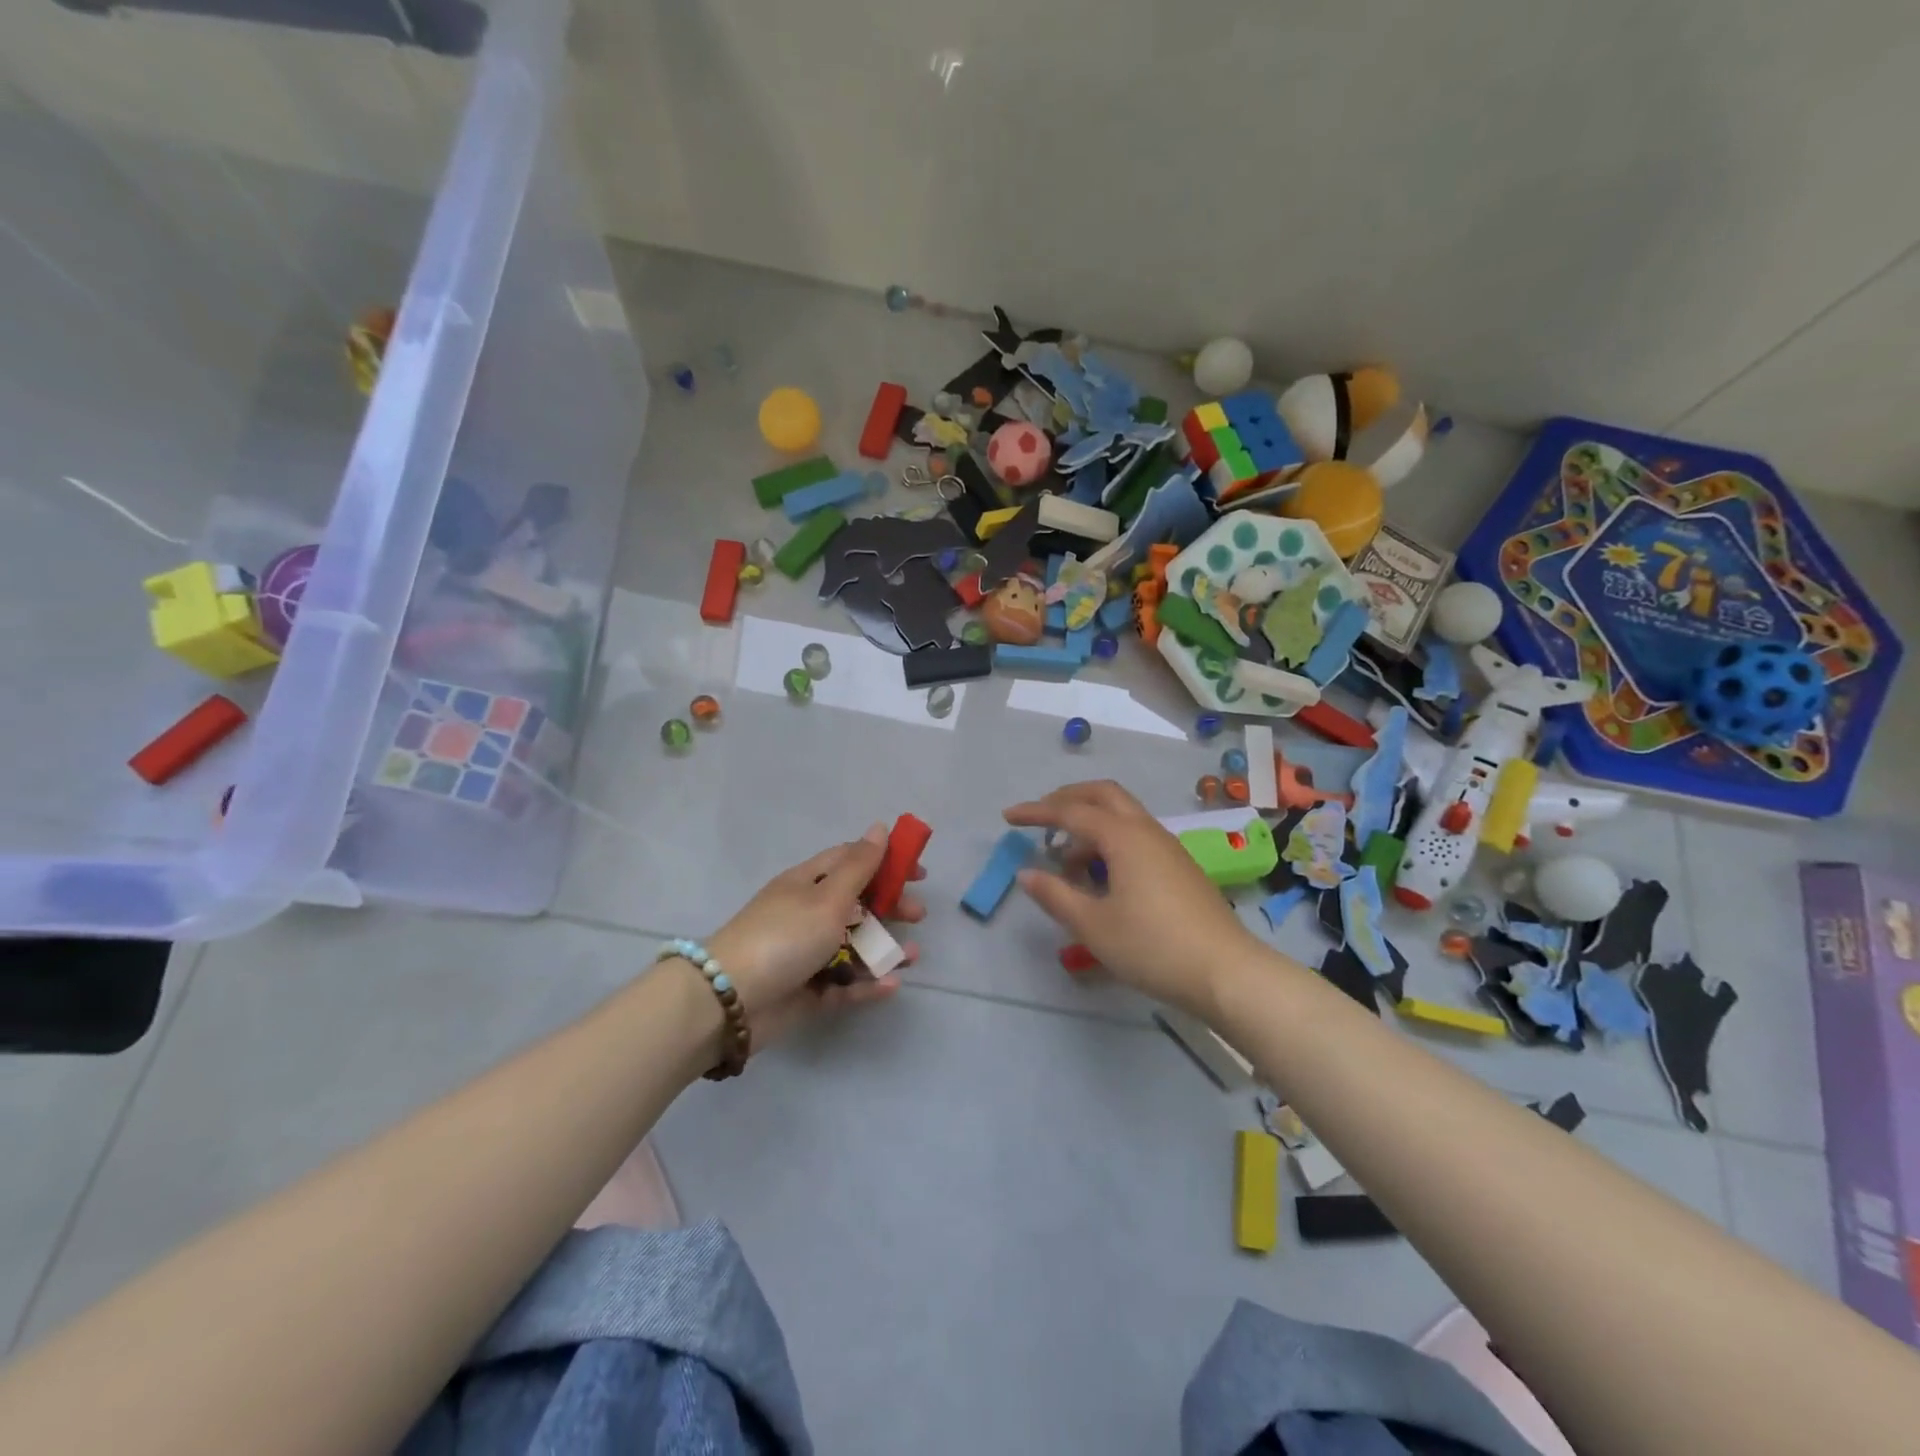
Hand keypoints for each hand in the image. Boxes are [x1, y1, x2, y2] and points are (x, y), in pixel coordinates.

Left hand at [704, 823, 923, 1045]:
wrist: (729, 1001)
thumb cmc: (784, 937)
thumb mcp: (827, 897)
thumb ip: (859, 866)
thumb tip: (879, 826)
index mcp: (808, 883)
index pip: (851, 860)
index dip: (885, 861)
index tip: (917, 872)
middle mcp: (807, 914)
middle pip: (858, 904)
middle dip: (891, 907)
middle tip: (918, 915)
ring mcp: (807, 954)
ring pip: (855, 947)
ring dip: (885, 949)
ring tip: (913, 957)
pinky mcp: (807, 992)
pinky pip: (845, 985)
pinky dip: (868, 984)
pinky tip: (892, 985)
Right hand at [1004, 781, 1261, 1015]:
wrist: (1226, 972)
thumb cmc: (1153, 947)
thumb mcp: (1093, 926)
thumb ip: (1055, 895)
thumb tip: (1025, 873)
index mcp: (1123, 837)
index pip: (1071, 811)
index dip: (1036, 812)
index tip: (1008, 817)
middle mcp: (1146, 831)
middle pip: (1102, 795)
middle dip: (1067, 800)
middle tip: (1039, 820)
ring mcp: (1167, 847)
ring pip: (1121, 815)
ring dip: (1089, 824)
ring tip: (1065, 862)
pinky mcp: (1178, 866)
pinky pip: (1135, 836)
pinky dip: (1109, 841)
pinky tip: (1100, 876)